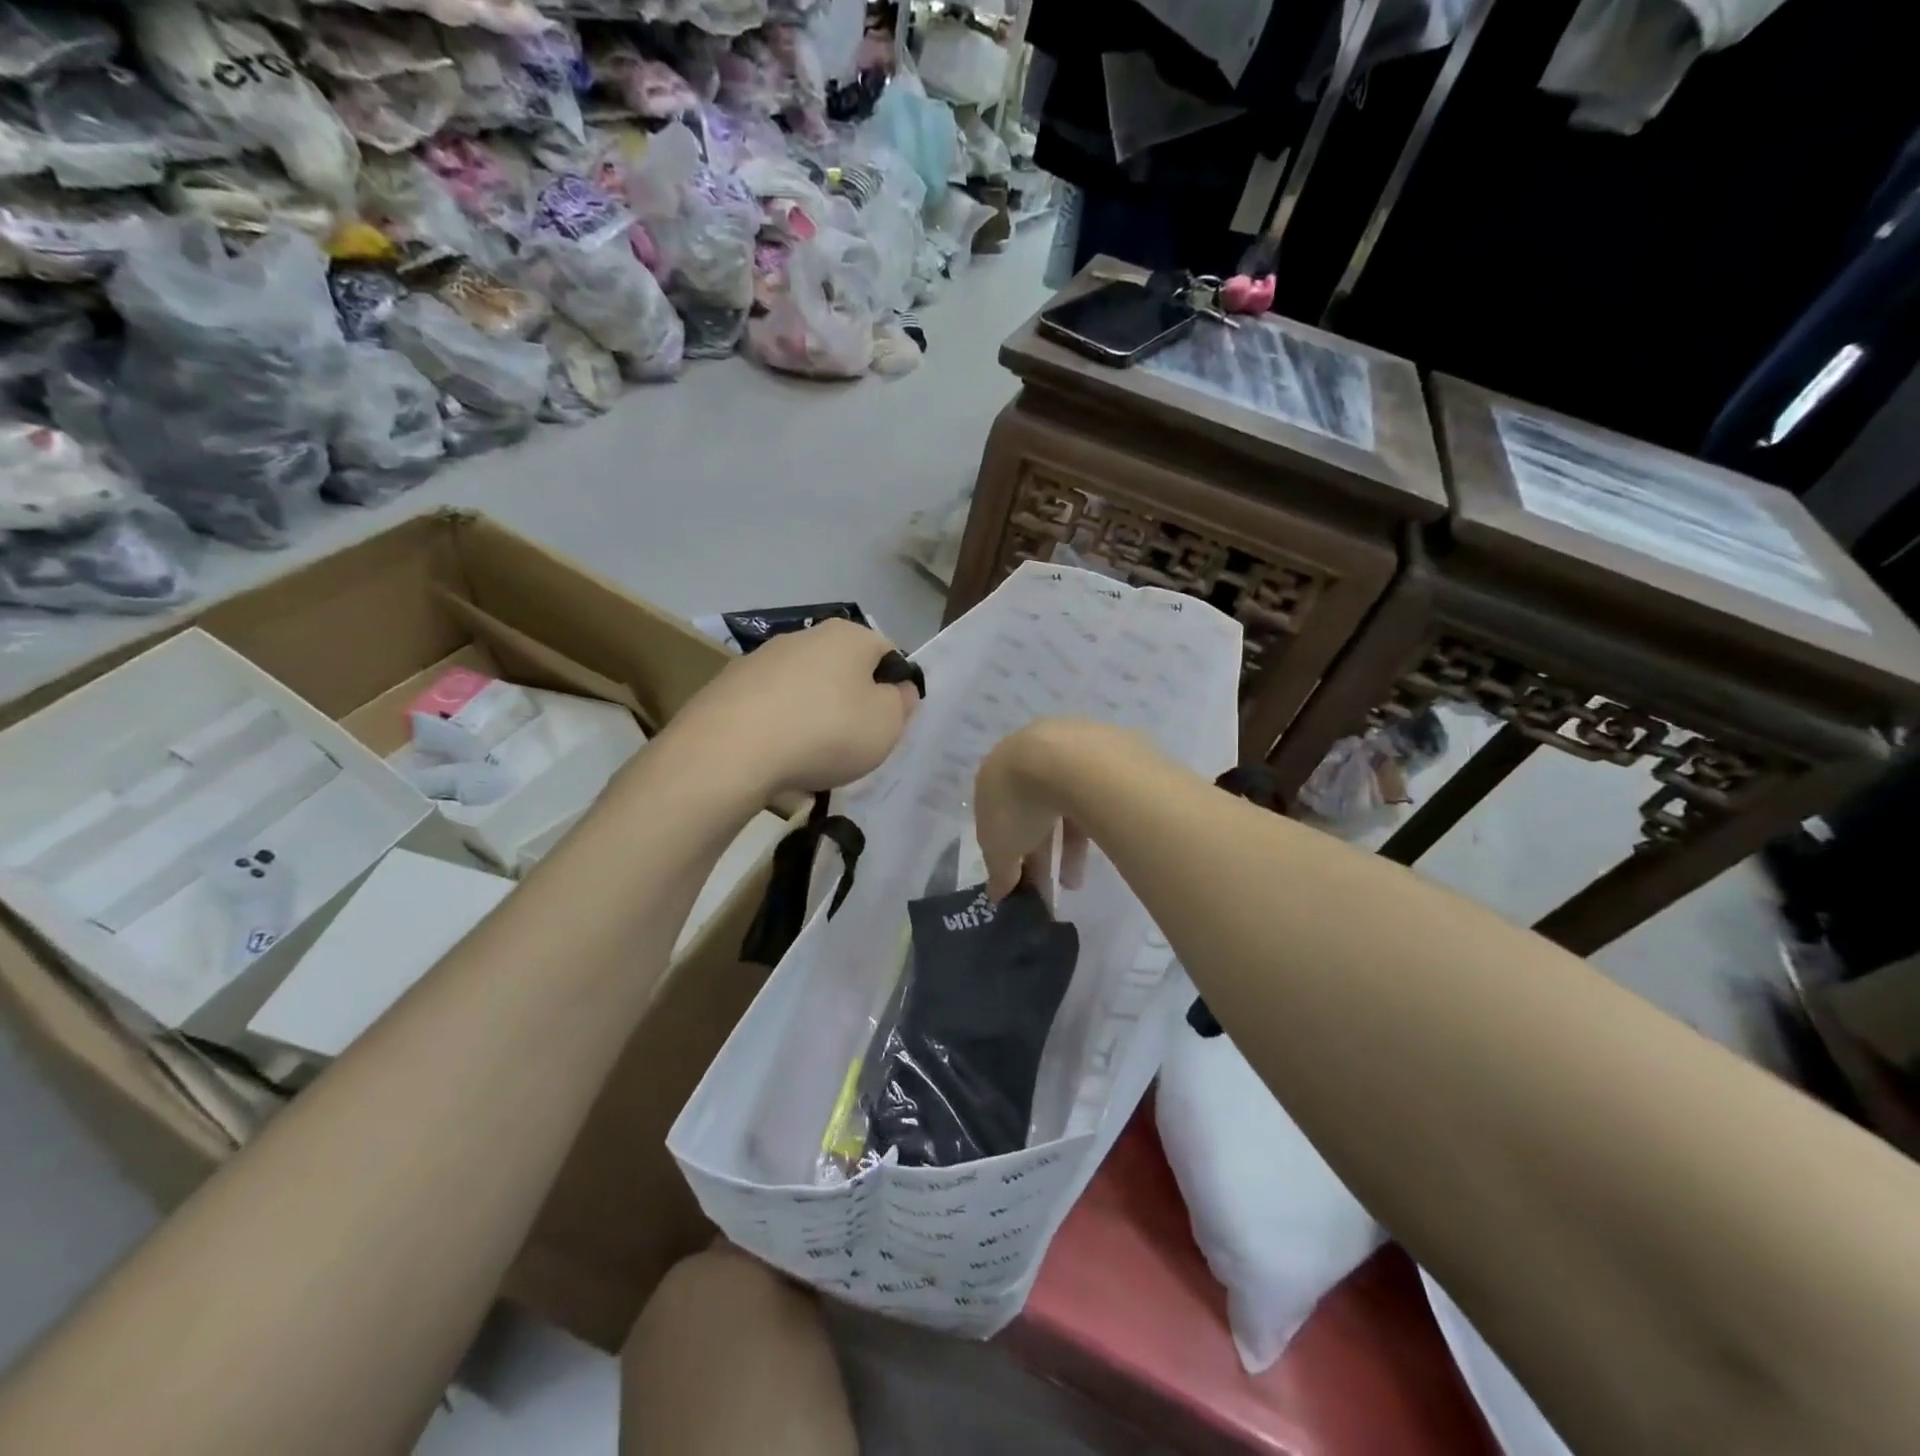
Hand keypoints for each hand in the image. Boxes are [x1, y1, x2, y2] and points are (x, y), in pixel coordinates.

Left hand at [675, 619, 920, 796]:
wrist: (731, 751)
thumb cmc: (826, 731)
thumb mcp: (887, 724)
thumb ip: (902, 702)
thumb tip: (899, 688)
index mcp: (849, 635)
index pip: (887, 652)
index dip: (894, 687)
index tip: (888, 722)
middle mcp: (804, 635)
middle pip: (842, 668)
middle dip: (850, 700)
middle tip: (852, 742)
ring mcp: (761, 658)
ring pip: (803, 686)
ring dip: (812, 713)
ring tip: (809, 755)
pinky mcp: (727, 685)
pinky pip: (768, 706)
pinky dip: (777, 726)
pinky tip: (774, 756)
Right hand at [973, 718, 1115, 900]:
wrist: (1068, 759)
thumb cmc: (1019, 802)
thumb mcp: (1000, 847)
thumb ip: (999, 871)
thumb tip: (997, 893)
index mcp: (994, 775)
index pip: (998, 818)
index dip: (1008, 850)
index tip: (1019, 878)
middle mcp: (1025, 757)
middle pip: (1031, 813)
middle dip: (1039, 854)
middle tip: (1049, 888)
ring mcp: (1063, 751)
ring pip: (1063, 806)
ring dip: (1067, 847)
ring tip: (1075, 883)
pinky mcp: (1099, 752)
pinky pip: (1091, 796)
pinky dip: (1091, 823)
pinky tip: (1097, 848)